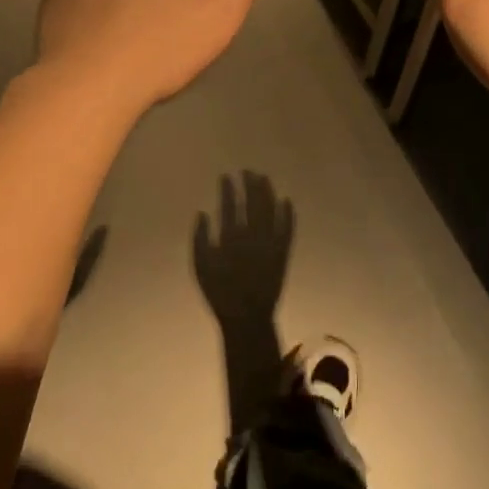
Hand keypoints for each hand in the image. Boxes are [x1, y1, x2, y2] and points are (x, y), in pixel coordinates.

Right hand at [192, 171, 294, 329]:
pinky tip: (287, 200)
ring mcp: (270, 243)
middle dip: (250, 184)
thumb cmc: (219, 292)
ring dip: (268, 193)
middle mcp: (252, 236)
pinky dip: (289, 214)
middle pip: (252, 203)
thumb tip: (202, 213)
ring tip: (264, 179)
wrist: (247, 317)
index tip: (227, 176)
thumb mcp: (200, 267)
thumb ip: (199, 238)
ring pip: (271, 211)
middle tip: (247, 171)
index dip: (228, 189)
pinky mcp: (283, 252)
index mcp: (229, 238)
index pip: (229, 206)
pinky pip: (288, 229)